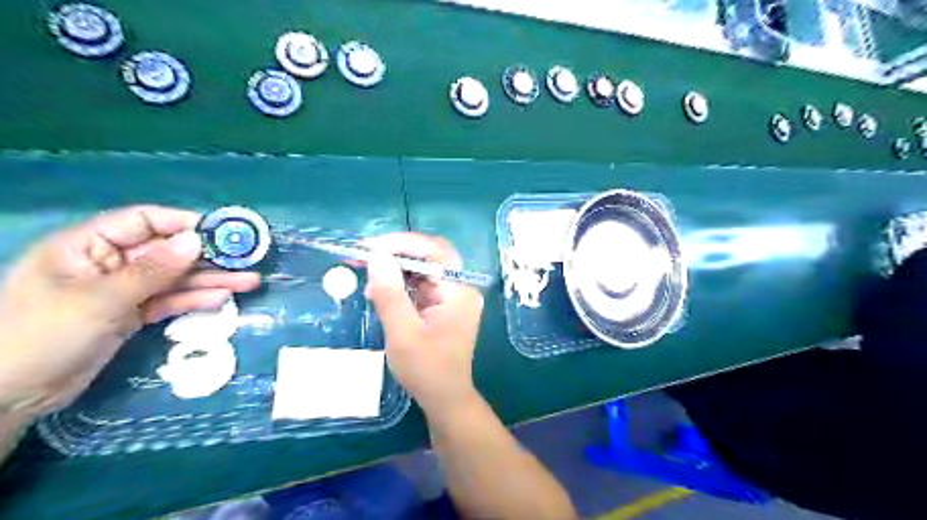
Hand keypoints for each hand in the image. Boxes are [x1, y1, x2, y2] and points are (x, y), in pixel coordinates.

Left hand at [0, 203, 259, 417]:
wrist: (10, 395)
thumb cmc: (43, 335)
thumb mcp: (100, 298)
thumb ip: (153, 270)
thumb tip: (196, 240)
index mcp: (87, 245)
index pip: (143, 221)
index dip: (183, 223)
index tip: (222, 232)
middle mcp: (108, 263)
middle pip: (167, 252)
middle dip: (208, 257)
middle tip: (247, 260)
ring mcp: (121, 290)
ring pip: (174, 279)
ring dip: (210, 280)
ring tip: (249, 282)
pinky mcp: (130, 315)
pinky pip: (169, 301)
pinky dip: (194, 301)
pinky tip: (222, 300)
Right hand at [365, 234, 485, 416]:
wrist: (445, 398)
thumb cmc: (426, 369)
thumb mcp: (403, 332)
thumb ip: (390, 293)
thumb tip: (376, 256)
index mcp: (459, 291)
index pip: (436, 251)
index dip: (405, 243)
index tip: (373, 246)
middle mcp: (461, 289)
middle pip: (430, 258)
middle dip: (397, 254)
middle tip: (365, 255)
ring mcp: (453, 298)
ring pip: (424, 270)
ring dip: (396, 269)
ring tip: (368, 273)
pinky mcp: (444, 307)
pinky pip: (422, 286)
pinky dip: (401, 285)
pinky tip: (380, 291)